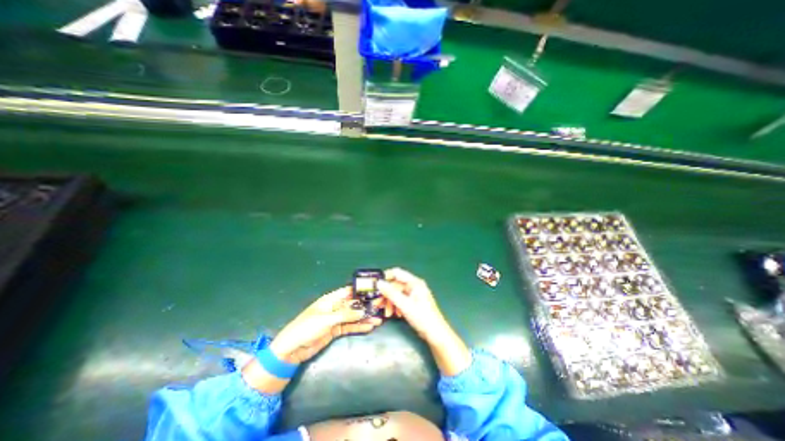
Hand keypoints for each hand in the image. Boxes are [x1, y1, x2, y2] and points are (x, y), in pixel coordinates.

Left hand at [268, 288, 381, 362]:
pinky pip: (350, 326)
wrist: (291, 350)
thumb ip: (345, 315)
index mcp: (331, 299)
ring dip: (365, 318)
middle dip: (366, 306)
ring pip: (353, 316)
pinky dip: (359, 327)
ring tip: (379, 319)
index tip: (375, 292)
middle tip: (380, 308)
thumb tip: (363, 311)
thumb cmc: (306, 328)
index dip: (361, 291)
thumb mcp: (326, 320)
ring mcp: (336, 319)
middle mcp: (335, 307)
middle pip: (353, 304)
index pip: (349, 291)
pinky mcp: (336, 330)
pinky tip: (369, 327)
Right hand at [379, 267, 450, 342]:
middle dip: (386, 294)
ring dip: (390, 302)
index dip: (386, 278)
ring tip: (387, 313)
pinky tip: (394, 314)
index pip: (397, 273)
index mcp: (414, 282)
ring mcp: (414, 294)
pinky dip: (395, 306)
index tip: (376, 286)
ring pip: (397, 293)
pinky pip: (400, 300)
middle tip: (378, 304)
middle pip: (395, 285)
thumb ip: (391, 293)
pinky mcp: (413, 302)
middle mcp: (414, 286)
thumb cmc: (422, 317)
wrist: (435, 334)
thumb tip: (379, 283)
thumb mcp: (404, 305)